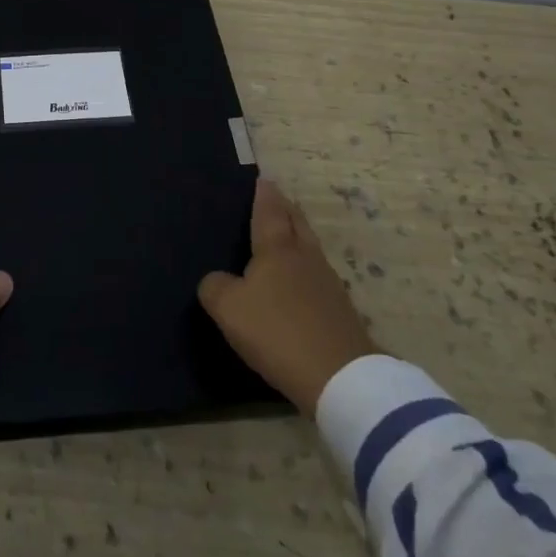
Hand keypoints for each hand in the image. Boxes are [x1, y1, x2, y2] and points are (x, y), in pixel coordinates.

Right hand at [197, 179, 377, 416]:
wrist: (340, 378)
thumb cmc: (277, 332)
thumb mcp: (229, 309)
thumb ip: (215, 287)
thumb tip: (216, 280)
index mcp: (277, 248)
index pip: (269, 210)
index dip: (264, 194)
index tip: (263, 179)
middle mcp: (304, 256)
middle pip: (296, 222)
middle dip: (285, 208)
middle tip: (274, 198)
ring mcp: (328, 282)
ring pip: (309, 247)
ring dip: (297, 236)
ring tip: (284, 235)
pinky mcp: (340, 310)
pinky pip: (317, 275)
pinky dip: (305, 268)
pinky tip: (298, 280)